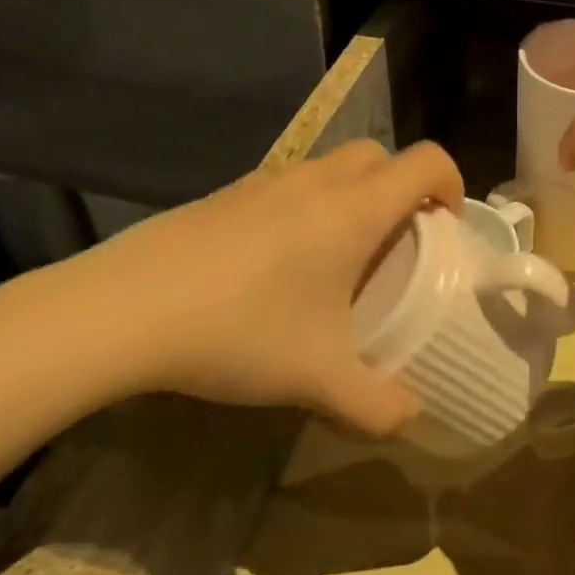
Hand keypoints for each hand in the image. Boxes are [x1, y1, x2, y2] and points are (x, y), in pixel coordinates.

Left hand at [30, 140, 464, 435]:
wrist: (124, 309)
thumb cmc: (240, 331)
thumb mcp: (317, 380)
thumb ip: (377, 406)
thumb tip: (411, 420)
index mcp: (354, 210)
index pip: (426, 162)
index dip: (450, 184)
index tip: (446, 227)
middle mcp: (317, 181)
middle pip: (380, 155)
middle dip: (401, 188)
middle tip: (395, 244)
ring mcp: (267, 180)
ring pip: (331, 166)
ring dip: (352, 195)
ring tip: (337, 257)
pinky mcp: (227, 193)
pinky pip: (288, 183)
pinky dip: (307, 204)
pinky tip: (278, 264)